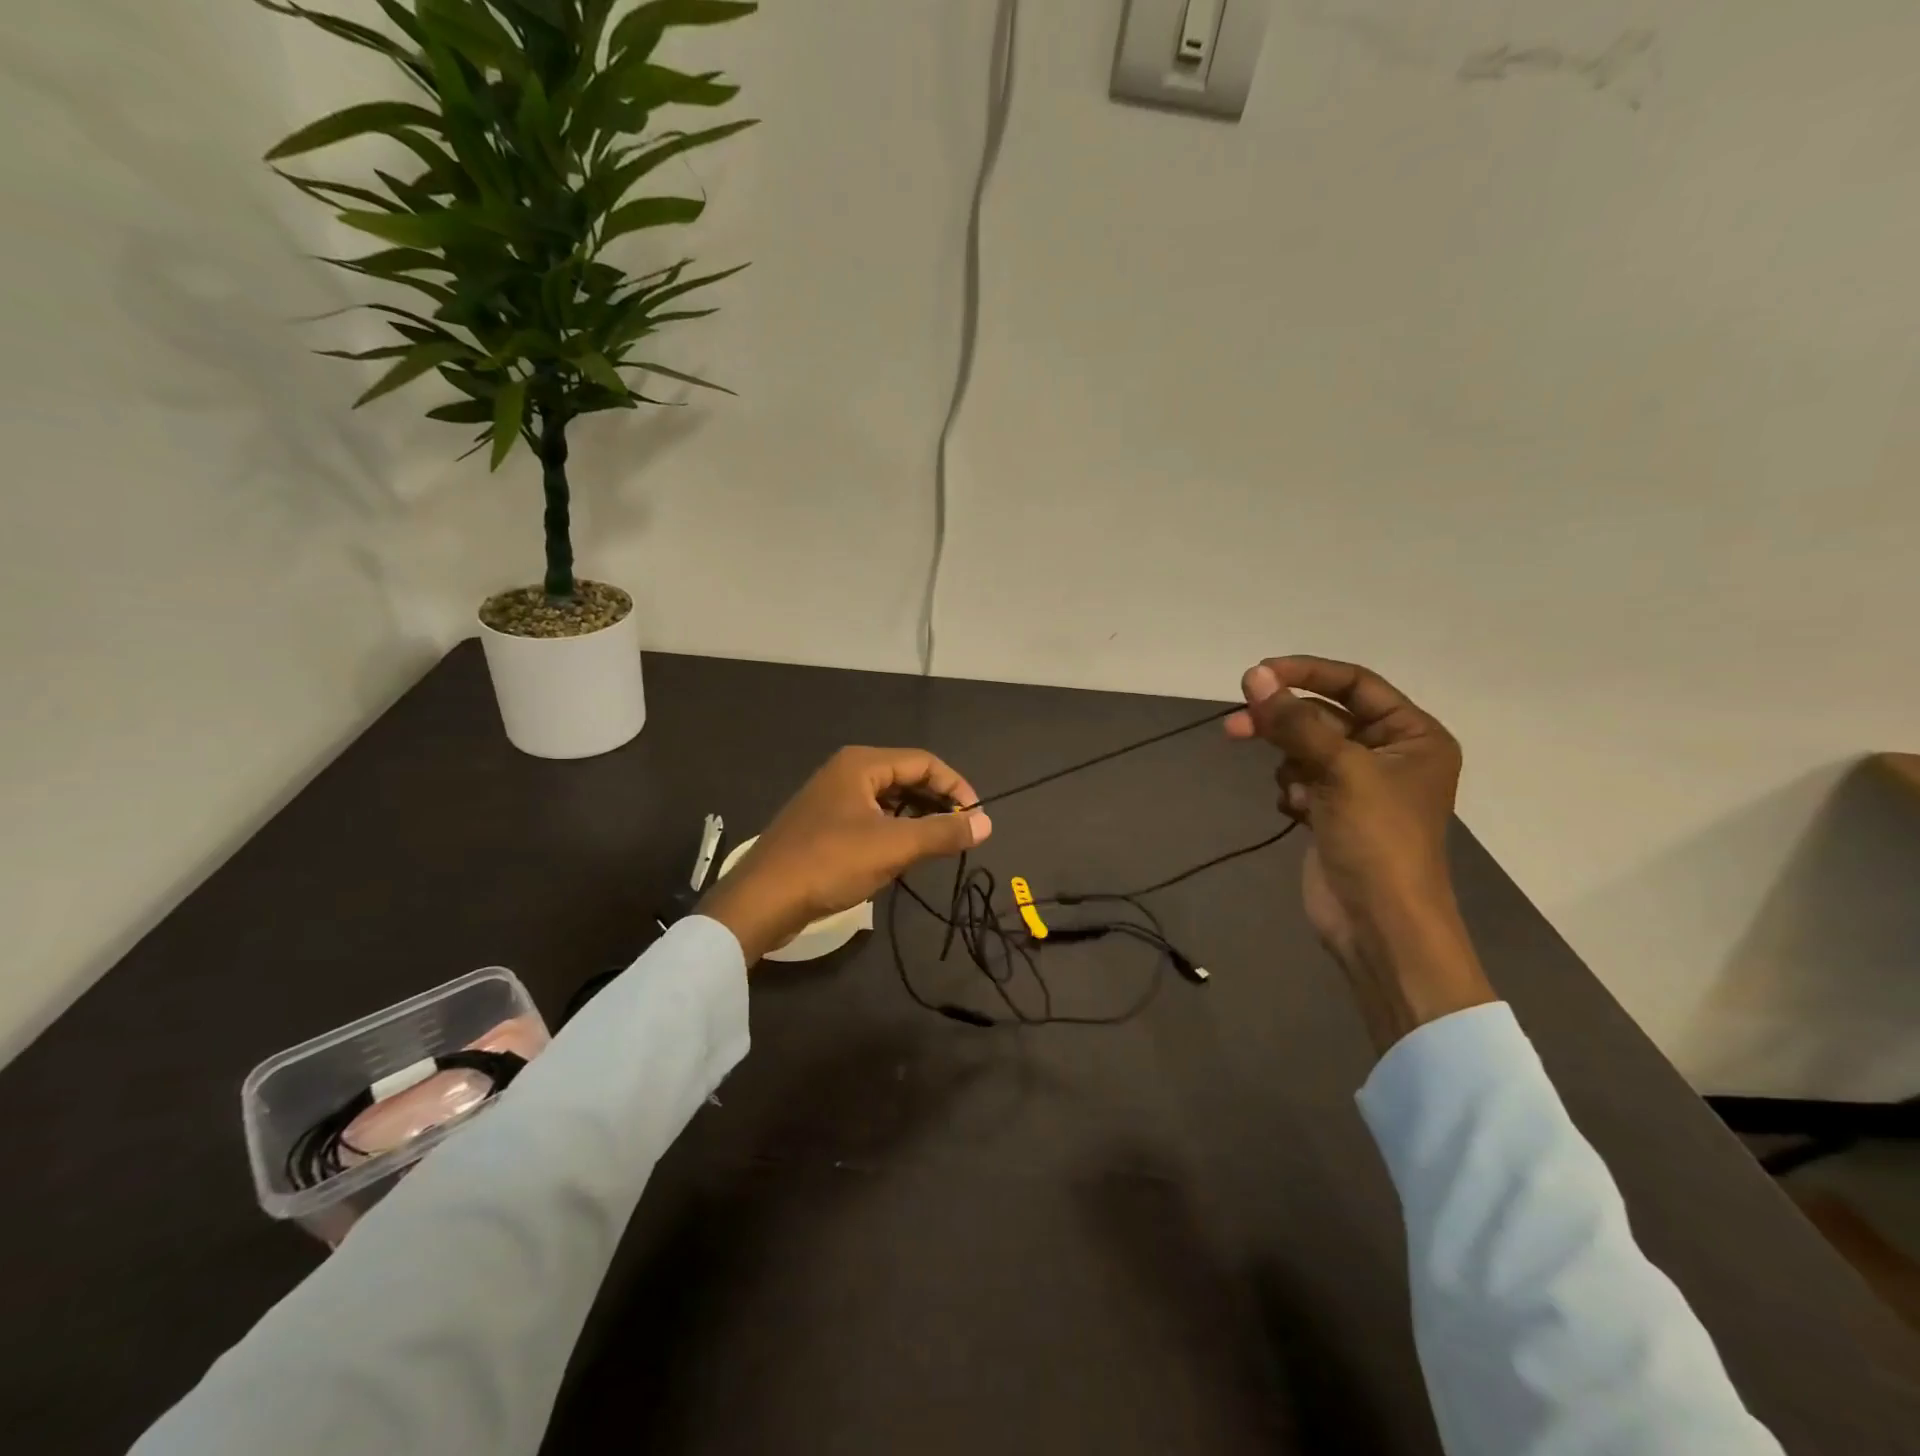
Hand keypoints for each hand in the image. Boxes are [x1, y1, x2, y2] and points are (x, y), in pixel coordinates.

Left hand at [699, 747, 992, 965]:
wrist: (762, 900)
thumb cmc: (830, 863)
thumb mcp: (894, 847)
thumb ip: (943, 832)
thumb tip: (987, 823)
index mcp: (861, 764)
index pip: (924, 762)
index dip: (956, 786)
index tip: (976, 818)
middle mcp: (845, 772)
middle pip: (906, 777)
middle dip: (937, 802)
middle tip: (960, 832)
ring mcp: (830, 799)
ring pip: (888, 800)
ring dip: (916, 818)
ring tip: (936, 845)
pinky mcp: (822, 826)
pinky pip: (869, 819)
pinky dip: (892, 831)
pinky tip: (900, 856)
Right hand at [1225, 656, 1494, 1051]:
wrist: (1378, 925)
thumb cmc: (1377, 839)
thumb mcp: (1339, 770)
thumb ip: (1294, 721)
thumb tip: (1254, 675)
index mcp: (1413, 736)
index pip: (1355, 684)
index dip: (1307, 674)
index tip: (1258, 674)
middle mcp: (1390, 754)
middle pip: (1323, 718)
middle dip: (1283, 724)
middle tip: (1234, 726)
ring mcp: (1360, 786)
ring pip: (1306, 749)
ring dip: (1290, 764)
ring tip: (1292, 793)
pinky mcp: (1334, 812)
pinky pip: (1301, 780)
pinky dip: (1292, 790)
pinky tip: (1298, 813)